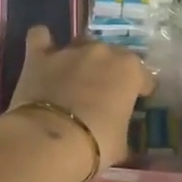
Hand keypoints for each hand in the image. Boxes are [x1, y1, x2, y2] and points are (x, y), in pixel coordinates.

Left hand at [6, 25, 154, 170]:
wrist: (50, 141)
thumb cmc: (96, 145)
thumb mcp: (121, 144)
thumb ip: (121, 127)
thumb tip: (115, 130)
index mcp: (129, 71)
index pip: (143, 76)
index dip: (141, 90)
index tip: (137, 102)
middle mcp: (101, 52)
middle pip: (112, 55)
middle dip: (110, 71)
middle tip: (103, 94)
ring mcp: (69, 50)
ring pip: (81, 43)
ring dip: (81, 58)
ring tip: (75, 78)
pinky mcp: (39, 55)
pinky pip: (40, 36)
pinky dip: (42, 43)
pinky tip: (44, 53)